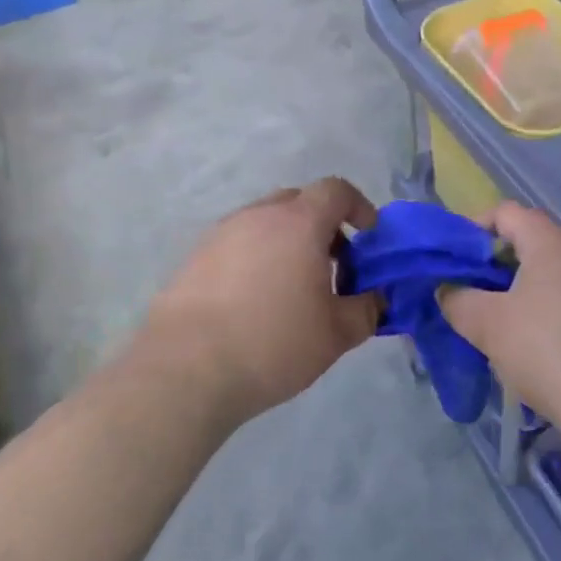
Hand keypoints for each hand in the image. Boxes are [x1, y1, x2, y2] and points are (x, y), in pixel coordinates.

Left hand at [138, 178, 381, 423]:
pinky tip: (253, 301)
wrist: (185, 369)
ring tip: (292, 288)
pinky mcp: (194, 257)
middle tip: (333, 265)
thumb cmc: (272, 343)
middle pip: (299, 201)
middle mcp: (259, 215)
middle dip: (323, 225)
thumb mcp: (335, 335)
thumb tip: (376, 299)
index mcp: (299, 222)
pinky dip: (255, 258)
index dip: (358, 206)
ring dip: (287, 242)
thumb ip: (366, 310)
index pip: (336, 190)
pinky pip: (238, 243)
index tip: (368, 236)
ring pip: (265, 222)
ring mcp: (222, 233)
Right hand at [439, 202, 560, 442]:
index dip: (473, 228)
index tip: (451, 260)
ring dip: (514, 292)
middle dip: (491, 265)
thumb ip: (458, 300)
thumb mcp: (490, 326)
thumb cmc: (551, 352)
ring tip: (492, 325)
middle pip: (526, 242)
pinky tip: (529, 349)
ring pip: (546, 275)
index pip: (505, 212)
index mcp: (550, 243)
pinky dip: (541, 312)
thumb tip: (447, 289)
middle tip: (466, 295)